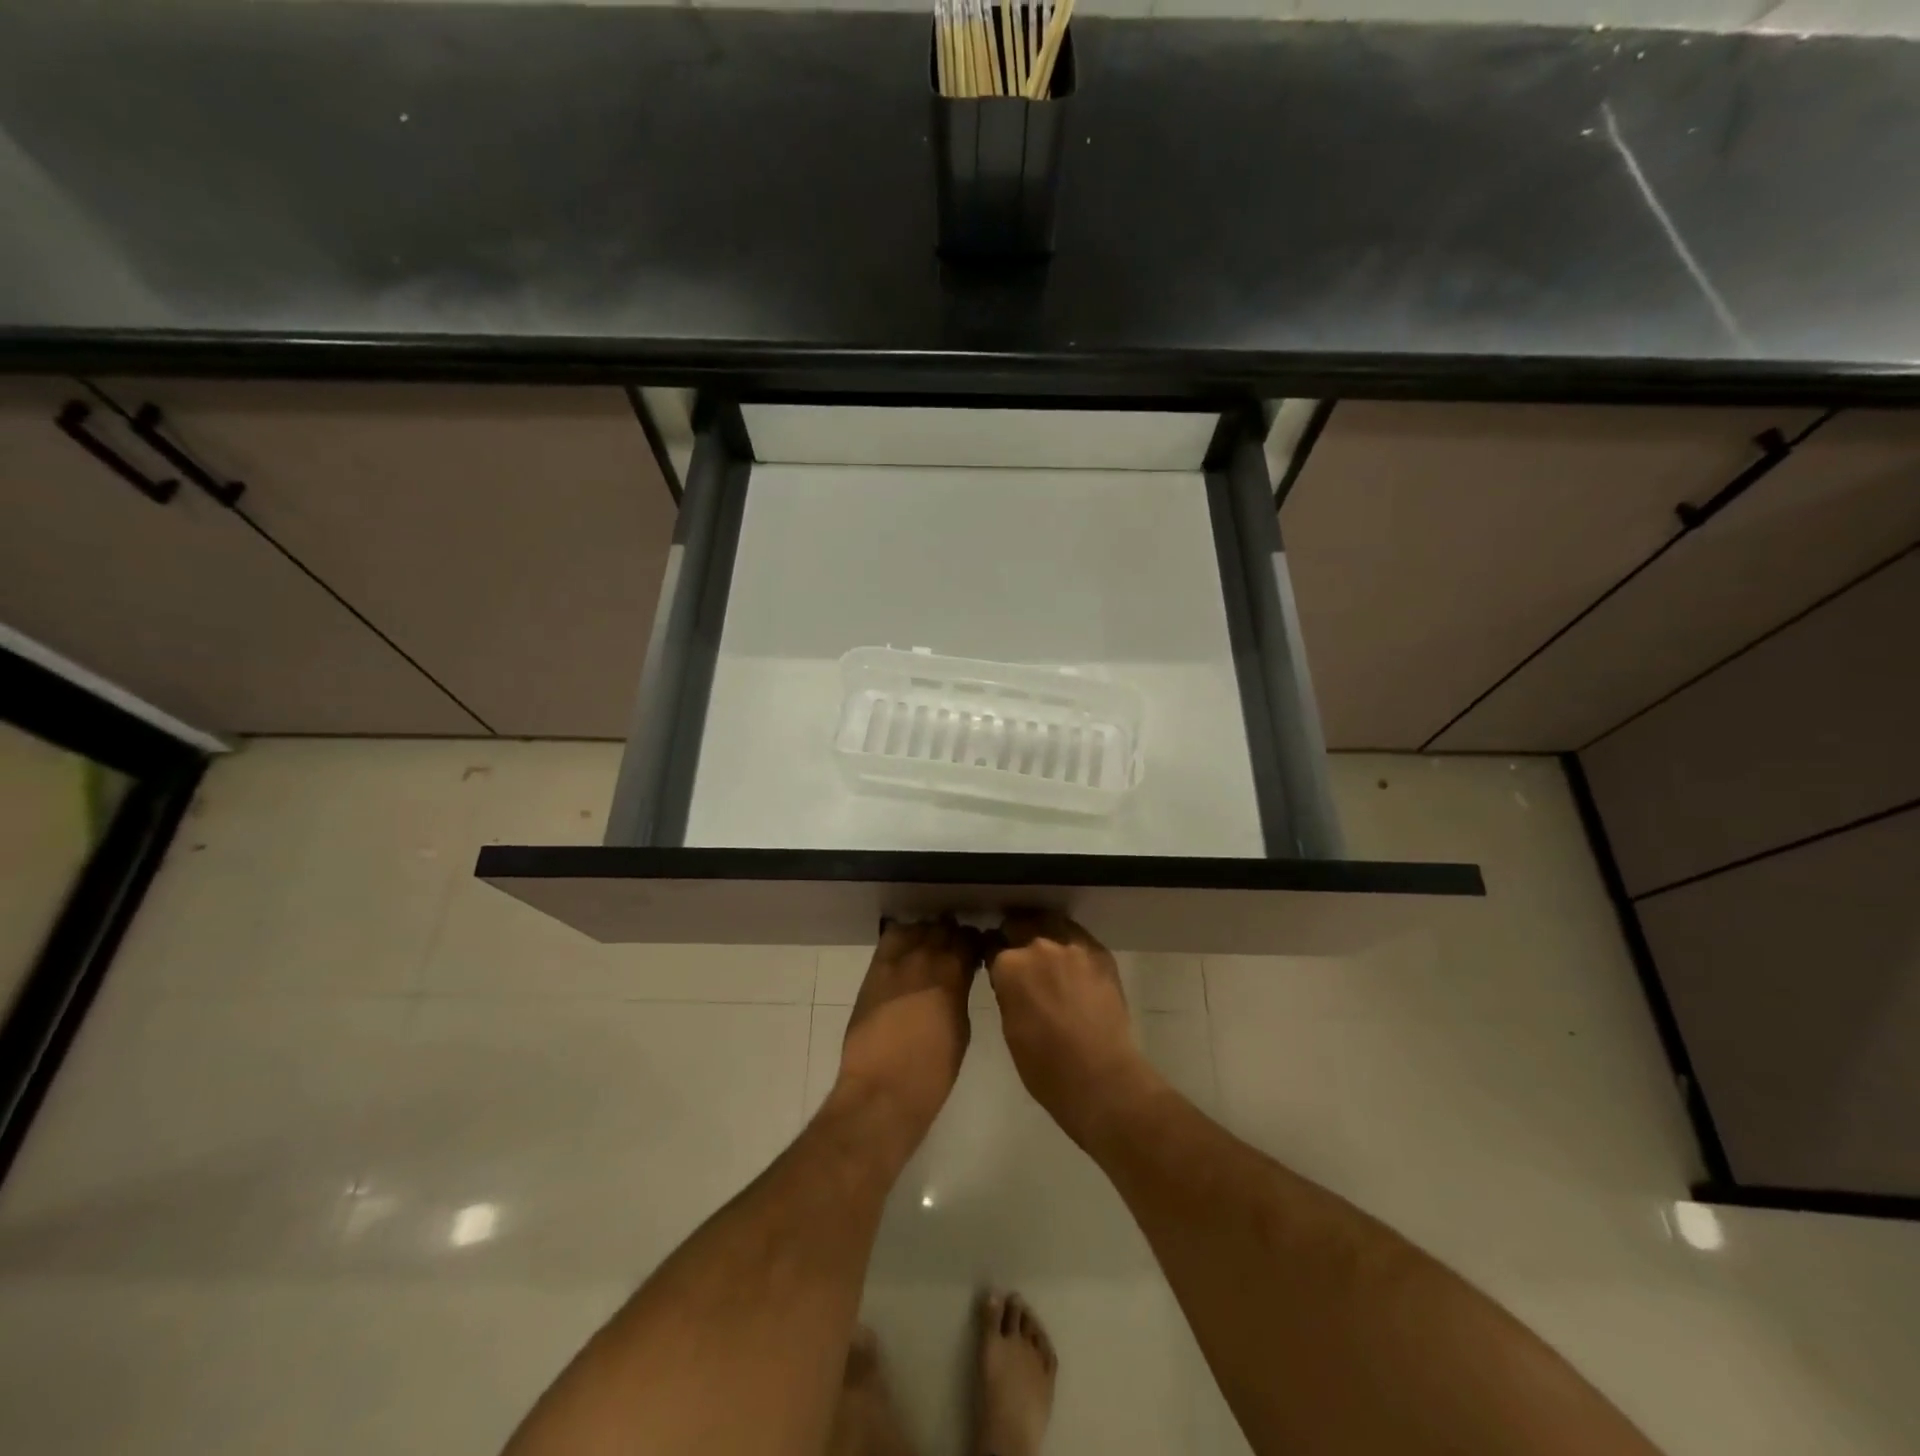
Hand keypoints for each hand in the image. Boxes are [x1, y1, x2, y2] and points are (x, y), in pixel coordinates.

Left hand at [833, 917, 982, 1151]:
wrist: (882, 1089)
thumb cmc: (932, 1071)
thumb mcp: (961, 1029)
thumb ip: (960, 993)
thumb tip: (959, 979)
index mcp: (953, 974)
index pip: (969, 940)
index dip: (975, 943)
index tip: (977, 951)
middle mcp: (925, 957)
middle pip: (943, 929)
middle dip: (953, 936)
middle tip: (955, 950)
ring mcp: (896, 961)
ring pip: (917, 928)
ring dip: (927, 935)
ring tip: (930, 949)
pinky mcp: (874, 970)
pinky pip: (890, 939)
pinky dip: (902, 939)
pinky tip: (906, 953)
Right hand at [986, 912, 1159, 1148]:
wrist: (1100, 1078)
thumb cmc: (1044, 1066)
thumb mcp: (1009, 1026)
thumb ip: (1007, 990)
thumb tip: (1009, 978)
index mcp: (1009, 965)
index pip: (992, 945)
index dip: (992, 953)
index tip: (994, 960)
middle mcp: (1038, 946)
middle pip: (1020, 924)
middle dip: (1016, 937)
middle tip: (1021, 957)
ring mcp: (1072, 946)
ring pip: (1051, 924)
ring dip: (1044, 935)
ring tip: (1049, 956)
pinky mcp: (1099, 953)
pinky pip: (1078, 938)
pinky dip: (1071, 946)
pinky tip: (1073, 965)